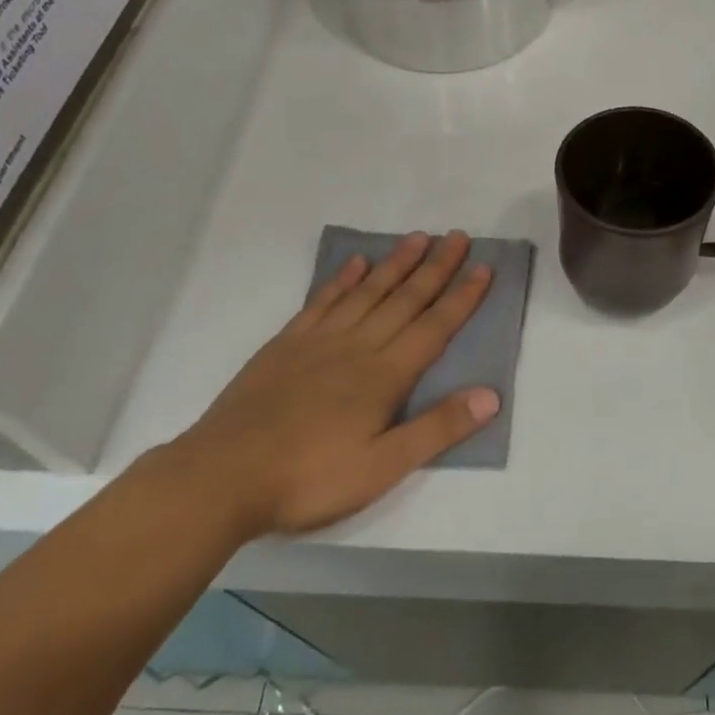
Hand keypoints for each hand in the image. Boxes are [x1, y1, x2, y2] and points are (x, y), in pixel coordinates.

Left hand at [161, 232, 498, 540]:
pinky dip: (342, 279)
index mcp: (385, 375)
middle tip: (458, 236)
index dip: (462, 297)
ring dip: (396, 264)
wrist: (222, 476)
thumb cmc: (309, 479)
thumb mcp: (383, 468)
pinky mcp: (286, 344)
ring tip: (418, 238)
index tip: (484, 268)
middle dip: (436, 267)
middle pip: (405, 299)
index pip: (434, 327)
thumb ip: (437, 429)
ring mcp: (319, 341)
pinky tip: (355, 264)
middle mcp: (358, 346)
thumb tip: (491, 395)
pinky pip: (322, 301)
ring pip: (367, 292)